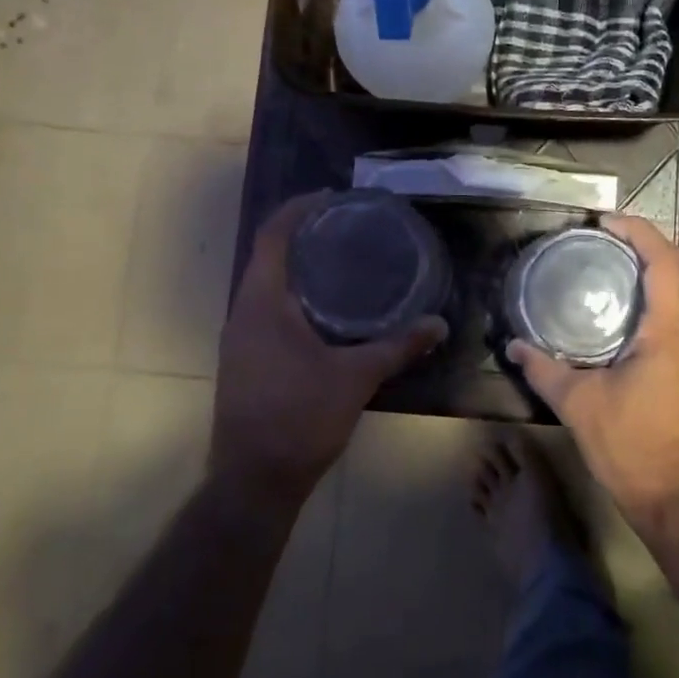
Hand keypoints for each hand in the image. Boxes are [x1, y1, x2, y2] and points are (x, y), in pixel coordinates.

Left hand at [214, 192, 446, 503]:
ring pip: (266, 285)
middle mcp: (243, 313)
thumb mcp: (356, 378)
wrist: (253, 482)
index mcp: (262, 303)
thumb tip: (439, 324)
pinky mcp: (244, 360)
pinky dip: (294, 296)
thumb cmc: (299, 418)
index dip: (298, 209)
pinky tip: (327, 310)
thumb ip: (398, 346)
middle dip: (303, 236)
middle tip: (347, 227)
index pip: (273, 236)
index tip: (331, 196)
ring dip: (298, 268)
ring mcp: (239, 339)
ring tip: (342, 261)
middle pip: (268, 256)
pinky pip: (267, 310)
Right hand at [506, 215, 678, 533]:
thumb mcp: (581, 406)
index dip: (638, 230)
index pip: (664, 260)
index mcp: (671, 332)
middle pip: (678, 276)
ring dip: (653, 286)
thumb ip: (546, 371)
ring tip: (612, 286)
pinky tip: (629, 334)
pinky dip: (660, 315)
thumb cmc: (636, 449)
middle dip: (643, 253)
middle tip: (603, 251)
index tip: (606, 223)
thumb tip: (515, 347)